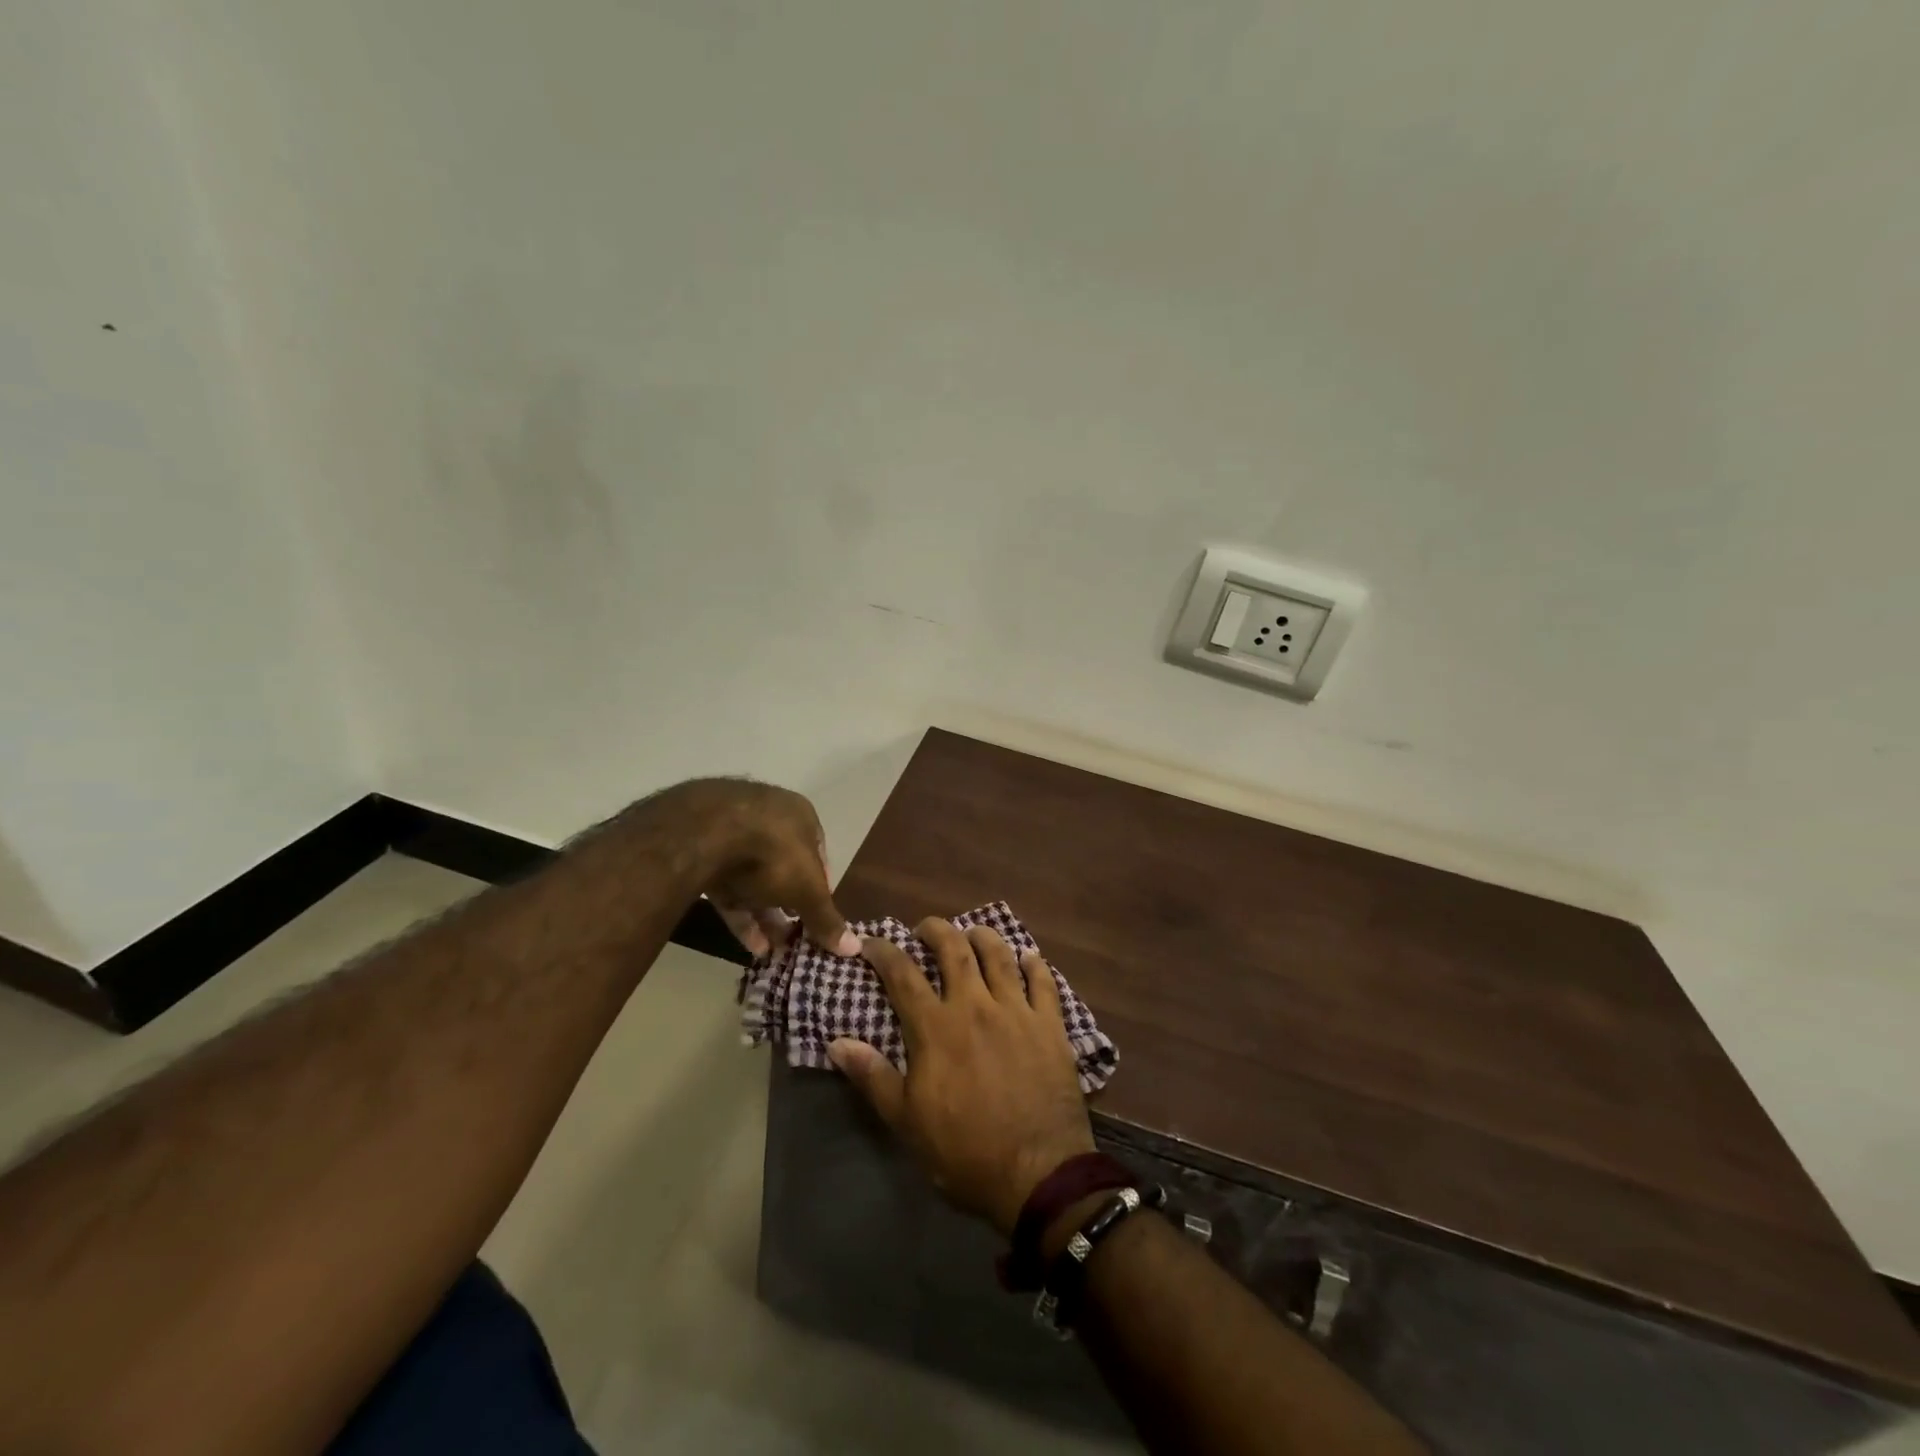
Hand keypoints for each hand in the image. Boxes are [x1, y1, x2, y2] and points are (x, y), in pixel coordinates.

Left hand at [650, 778, 859, 957]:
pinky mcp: (701, 852)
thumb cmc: (773, 853)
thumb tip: (854, 948)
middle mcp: (767, 817)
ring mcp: (731, 832)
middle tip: (794, 938)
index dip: (820, 889)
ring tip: (773, 951)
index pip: (817, 855)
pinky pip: (726, 886)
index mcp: (799, 814)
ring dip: (764, 915)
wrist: (703, 834)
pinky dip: (739, 914)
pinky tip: (750, 946)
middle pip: (784, 868)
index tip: (818, 917)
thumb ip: (827, 918)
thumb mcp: (808, 890)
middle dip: (789, 906)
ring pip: (753, 880)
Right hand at [830, 919, 1095, 1234]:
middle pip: (954, 949)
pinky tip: (1028, 957)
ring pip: (999, 955)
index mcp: (936, 1028)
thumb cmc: (965, 1151)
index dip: (884, 951)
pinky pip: (1044, 981)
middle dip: (936, 930)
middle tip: (926, 929)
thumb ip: (872, 1076)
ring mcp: (1016, 1011)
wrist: (1037, 1173)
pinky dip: (1034, 964)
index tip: (872, 942)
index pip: (903, 974)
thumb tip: (836, 1042)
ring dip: (983, 936)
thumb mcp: (907, 1121)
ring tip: (972, 933)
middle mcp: (975, 1006)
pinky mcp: (1050, 1024)